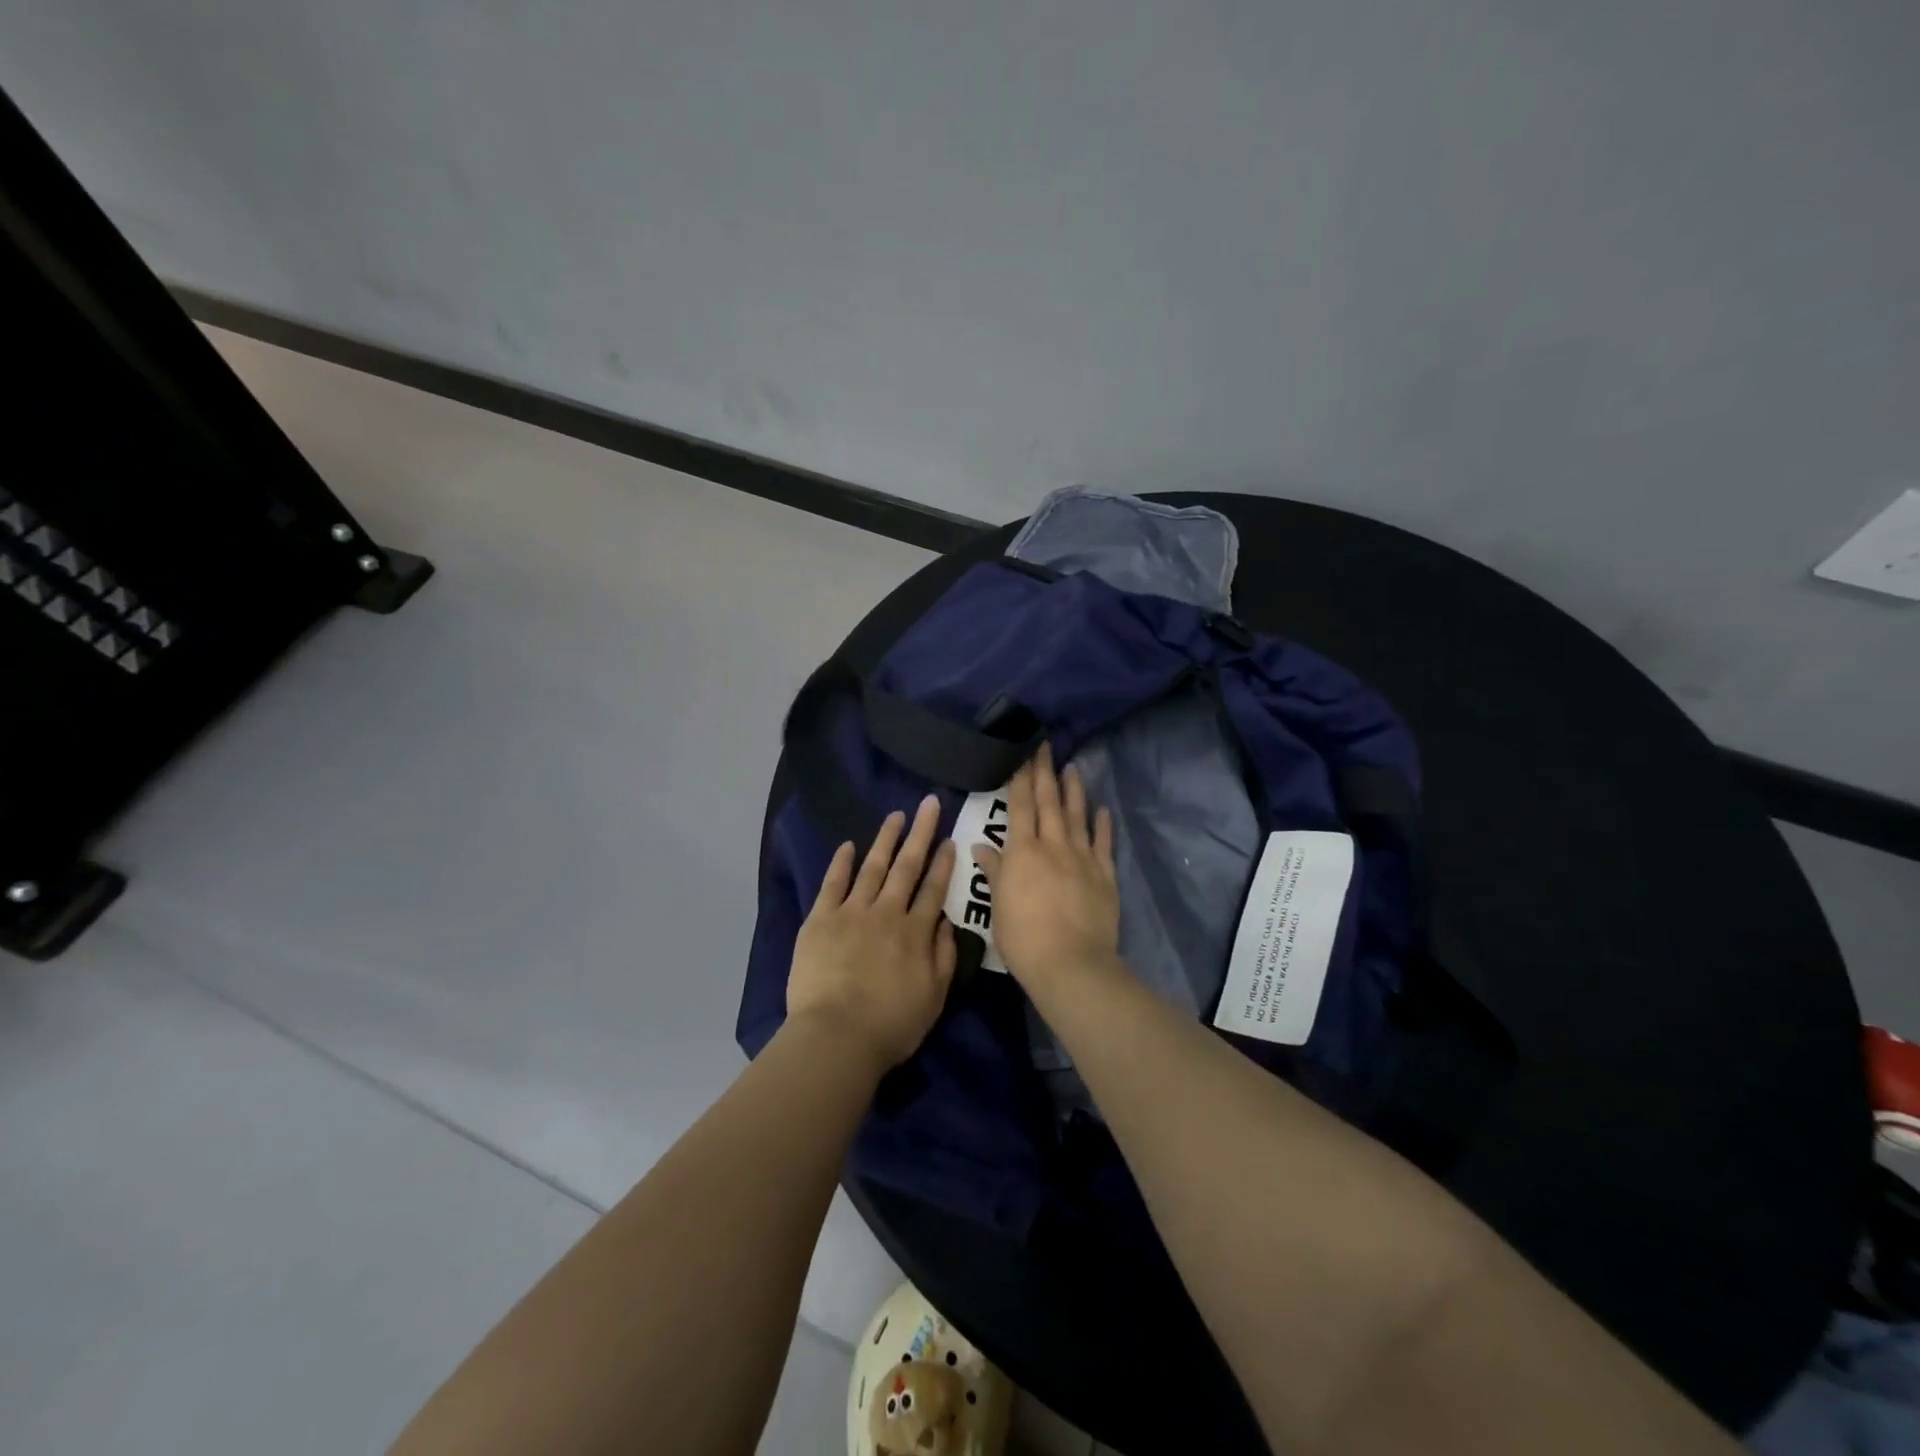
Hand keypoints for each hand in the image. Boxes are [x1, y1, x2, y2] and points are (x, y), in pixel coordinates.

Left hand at [786, 794, 957, 1074]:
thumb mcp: (934, 997)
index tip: (950, 839)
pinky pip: (833, 884)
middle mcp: (887, 913)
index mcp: (916, 932)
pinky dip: (841, 863)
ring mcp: (852, 912)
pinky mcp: (821, 919)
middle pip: (907, 866)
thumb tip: (946, 921)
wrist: (837, 1037)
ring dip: (886, 839)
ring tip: (896, 815)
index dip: (944, 862)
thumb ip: (944, 956)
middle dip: (921, 833)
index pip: (934, 889)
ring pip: (873, 867)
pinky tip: (848, 845)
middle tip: (929, 804)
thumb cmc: (891, 1025)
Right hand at [972, 743, 1120, 998]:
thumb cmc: (1023, 937)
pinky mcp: (1104, 874)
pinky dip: (1102, 824)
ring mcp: (1082, 858)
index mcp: (1022, 851)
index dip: (1021, 778)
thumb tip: (981, 846)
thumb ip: (994, 871)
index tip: (1023, 754)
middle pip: (1049, 802)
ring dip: (1074, 790)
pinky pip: (1103, 843)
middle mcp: (1053, 845)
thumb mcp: (997, 905)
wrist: (1070, 962)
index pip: (1020, 806)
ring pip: (1077, 816)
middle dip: (1045, 772)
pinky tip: (1103, 809)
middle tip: (1046, 746)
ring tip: (1072, 768)